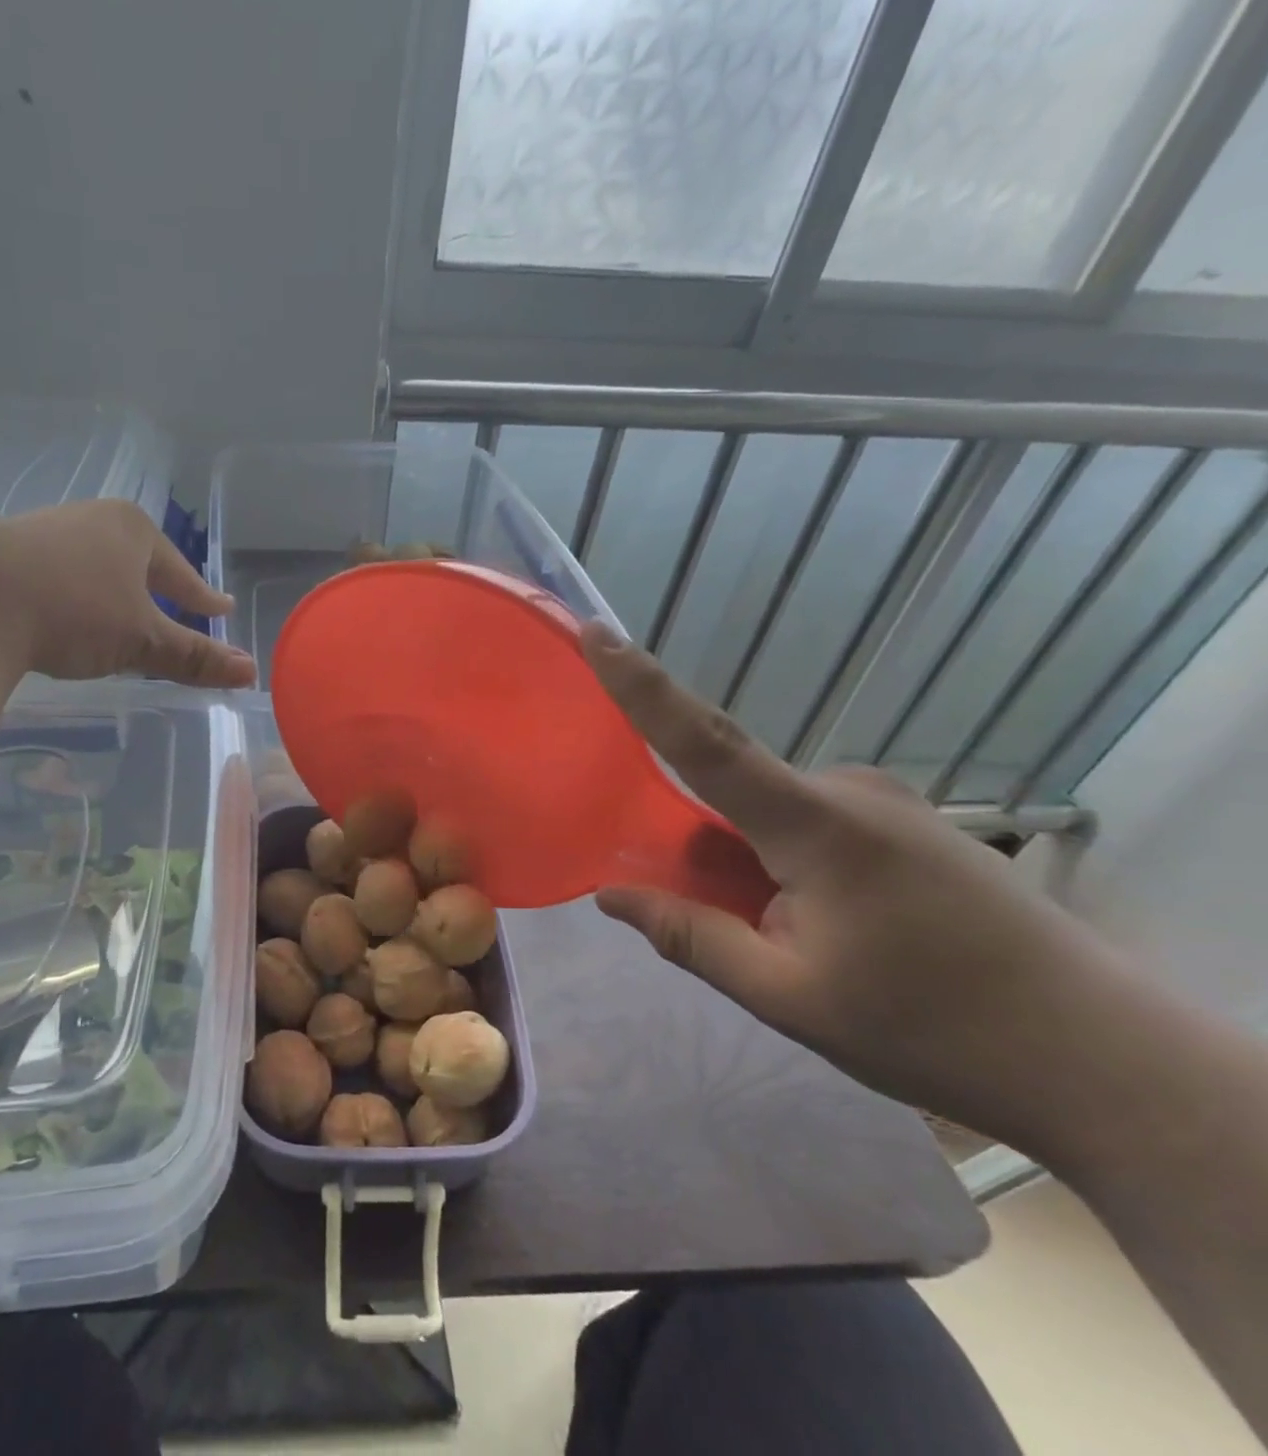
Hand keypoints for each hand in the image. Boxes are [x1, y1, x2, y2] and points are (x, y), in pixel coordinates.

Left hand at [0, 500, 254, 687]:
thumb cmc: (74, 611)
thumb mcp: (142, 640)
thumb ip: (194, 657)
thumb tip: (251, 672)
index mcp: (132, 529)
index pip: (180, 572)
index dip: (202, 598)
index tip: (220, 609)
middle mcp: (90, 519)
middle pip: (138, 562)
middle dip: (156, 590)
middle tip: (175, 611)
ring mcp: (43, 531)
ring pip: (95, 567)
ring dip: (112, 592)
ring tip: (121, 616)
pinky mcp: (4, 553)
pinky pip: (57, 576)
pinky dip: (72, 597)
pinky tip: (65, 615)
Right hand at [580, 621, 1138, 1155]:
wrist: (1106, 1061)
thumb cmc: (934, 1029)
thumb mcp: (789, 997)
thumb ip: (691, 937)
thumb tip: (610, 895)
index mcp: (816, 825)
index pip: (705, 742)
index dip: (644, 687)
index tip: (599, 634)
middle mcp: (848, 791)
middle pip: (730, 789)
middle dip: (700, 842)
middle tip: (730, 920)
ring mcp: (885, 803)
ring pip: (768, 814)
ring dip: (748, 863)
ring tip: (792, 942)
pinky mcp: (907, 822)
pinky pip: (807, 822)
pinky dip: (782, 861)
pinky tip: (827, 927)